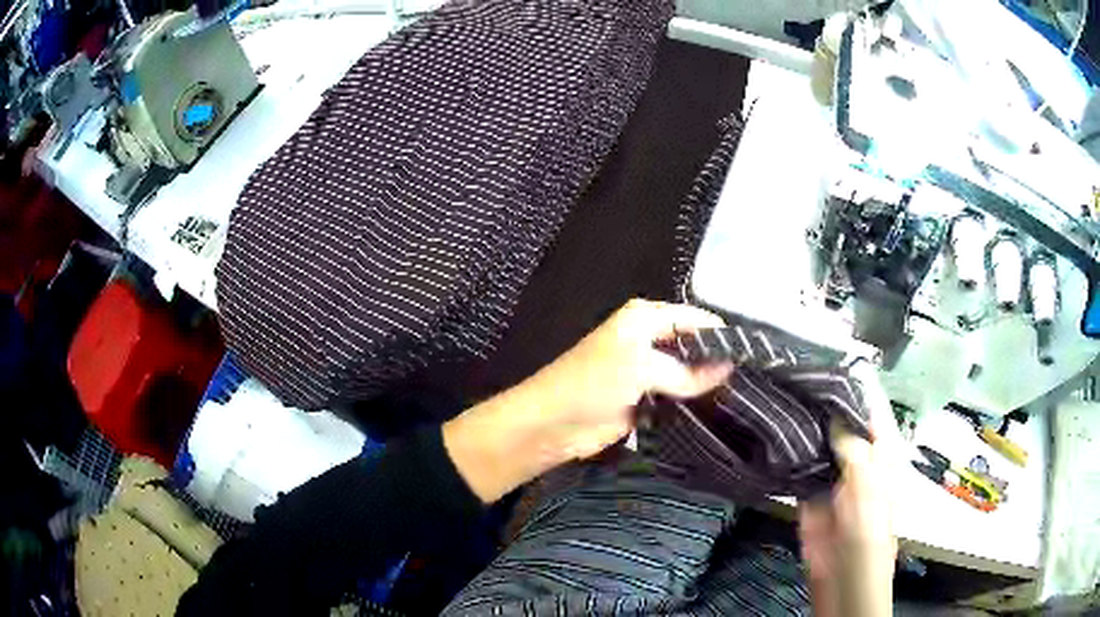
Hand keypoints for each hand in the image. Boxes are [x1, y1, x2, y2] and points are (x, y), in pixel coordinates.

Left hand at [443, 299, 733, 502]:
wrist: (552, 424)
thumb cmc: (592, 384)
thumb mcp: (641, 368)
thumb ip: (686, 371)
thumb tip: (728, 367)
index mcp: (645, 318)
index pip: (695, 318)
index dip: (722, 333)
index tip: (755, 352)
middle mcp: (648, 339)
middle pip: (693, 344)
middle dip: (718, 358)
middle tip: (756, 376)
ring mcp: (647, 370)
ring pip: (687, 372)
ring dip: (708, 382)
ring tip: (746, 393)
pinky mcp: (645, 398)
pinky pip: (677, 395)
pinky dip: (694, 401)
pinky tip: (720, 409)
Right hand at [798, 362, 898, 616]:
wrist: (842, 575)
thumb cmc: (868, 528)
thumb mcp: (867, 482)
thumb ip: (852, 444)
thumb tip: (834, 406)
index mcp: (880, 446)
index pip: (869, 402)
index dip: (852, 378)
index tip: (824, 354)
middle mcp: (857, 452)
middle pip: (840, 417)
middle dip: (821, 396)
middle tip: (789, 369)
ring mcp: (833, 471)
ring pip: (818, 438)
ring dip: (803, 420)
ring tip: (776, 390)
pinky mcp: (810, 489)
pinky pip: (800, 463)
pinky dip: (788, 448)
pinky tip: (770, 428)